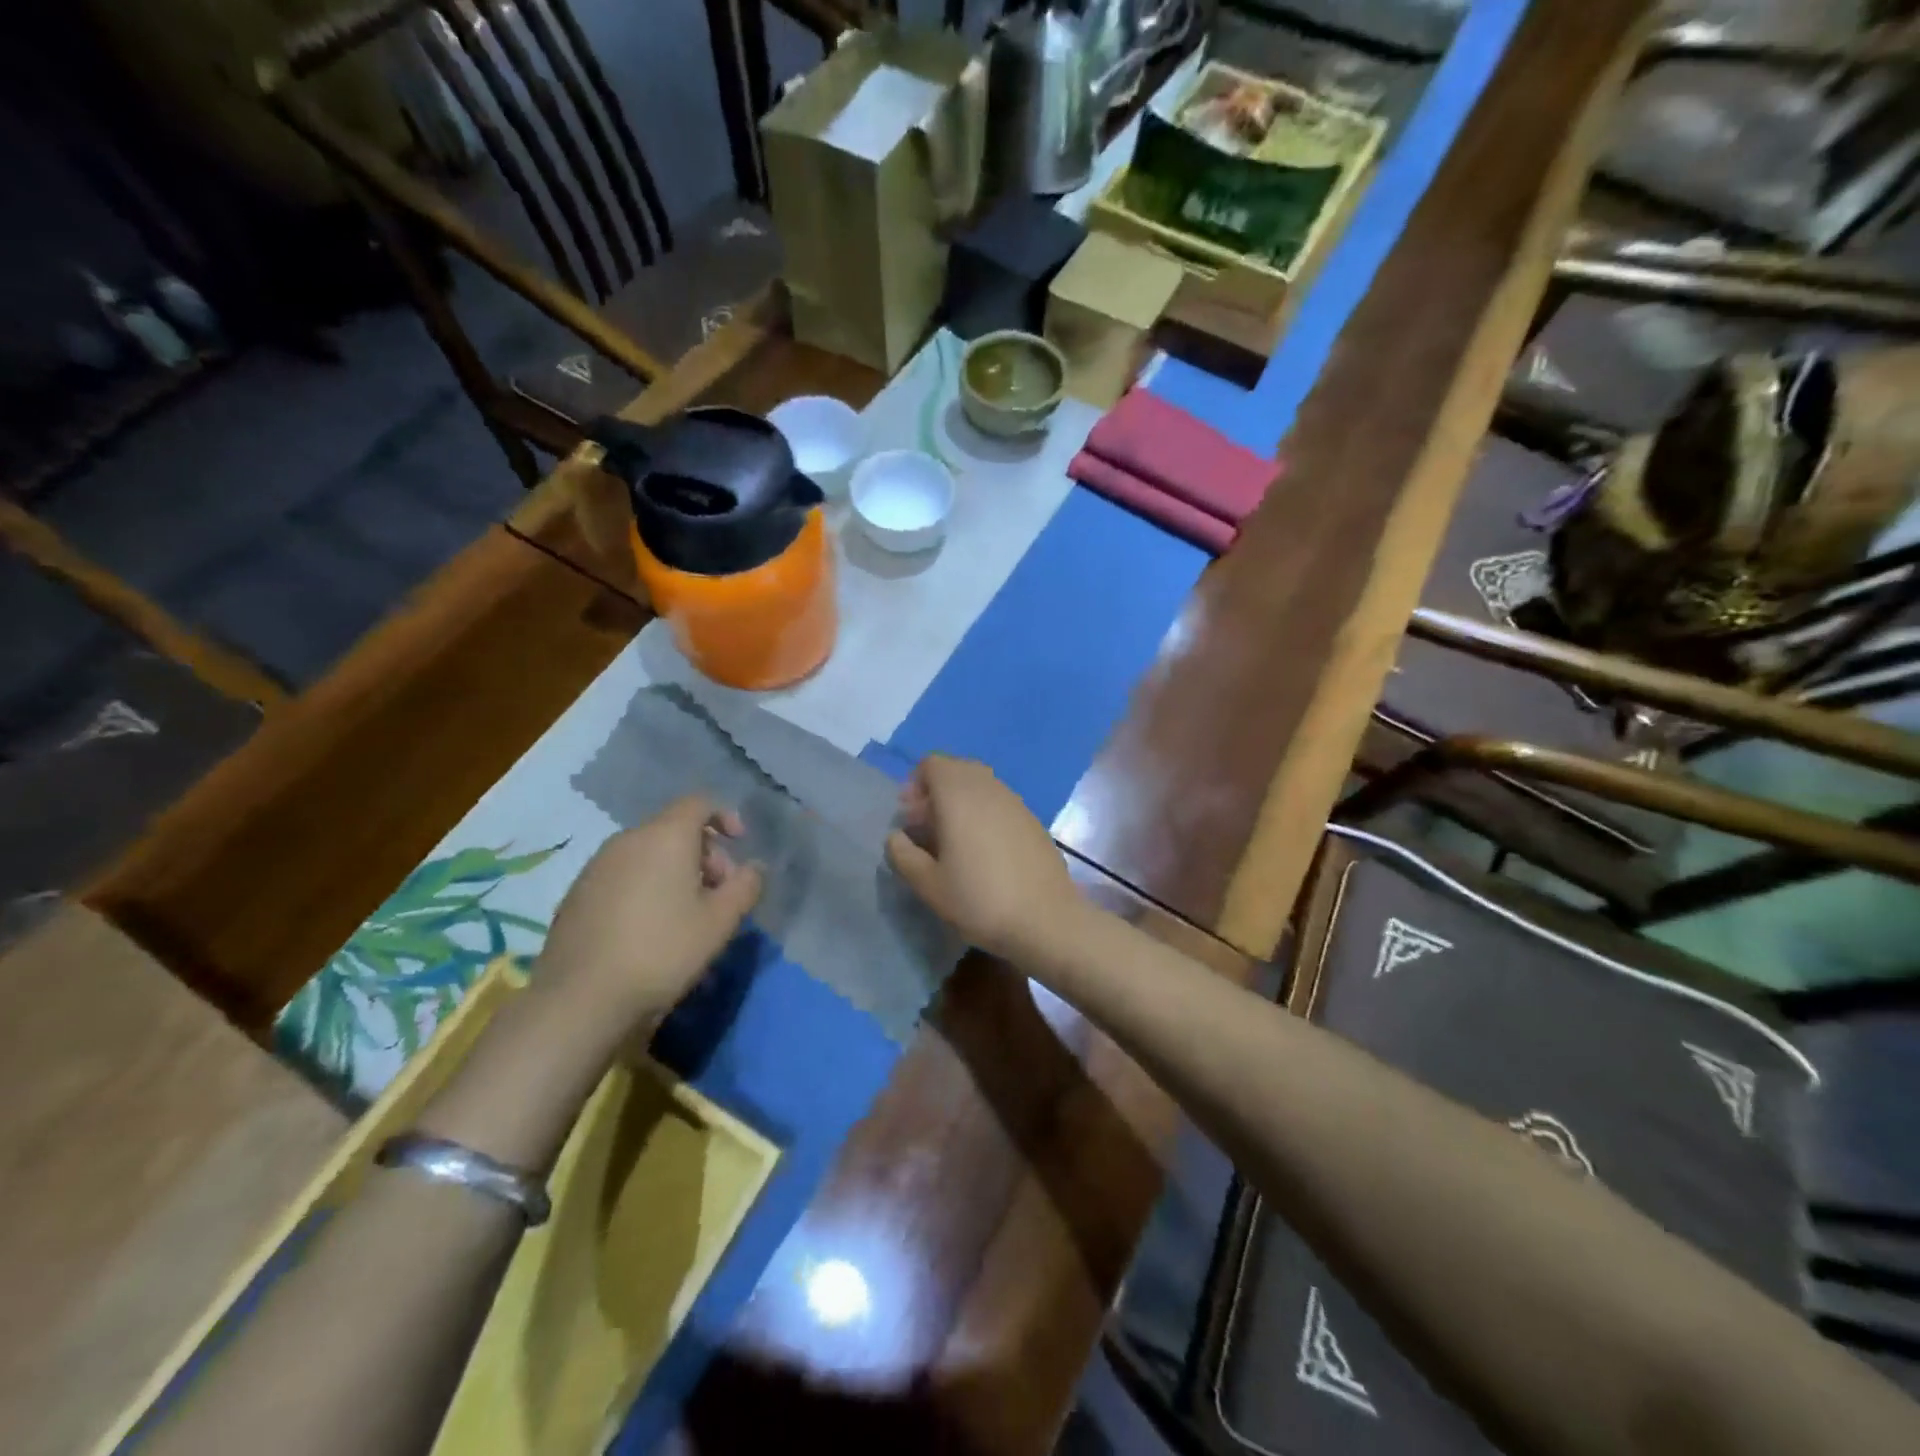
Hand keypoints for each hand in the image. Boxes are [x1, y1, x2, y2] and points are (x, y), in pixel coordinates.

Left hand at [534, 796, 762, 1032]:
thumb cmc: (662, 951)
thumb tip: (754, 868)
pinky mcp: (576, 895)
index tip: (740, 845)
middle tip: (719, 893)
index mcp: (665, 836)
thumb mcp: (720, 922)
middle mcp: (627, 840)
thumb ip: (745, 887)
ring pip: (647, 854)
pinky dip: (645, 887)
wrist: (580, 1000)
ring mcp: (596, 867)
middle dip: (704, 853)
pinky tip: (650, 929)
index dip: (724, 817)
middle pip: (674, 829)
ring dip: (675, 872)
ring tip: (687, 915)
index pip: (698, 803)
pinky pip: (623, 876)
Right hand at [886, 754, 1082, 961]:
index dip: (915, 785)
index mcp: (959, 794)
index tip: (911, 820)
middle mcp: (989, 788)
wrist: (1046, 920)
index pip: (932, 763)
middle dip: (937, 792)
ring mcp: (1016, 802)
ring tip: (954, 844)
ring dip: (962, 804)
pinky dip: (985, 815)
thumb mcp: (928, 884)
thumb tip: (897, 836)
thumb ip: (903, 854)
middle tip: (928, 830)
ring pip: (981, 786)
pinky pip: (1000, 804)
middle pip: (957, 770)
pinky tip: (985, 854)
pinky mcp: (1034, 821)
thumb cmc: (979, 899)